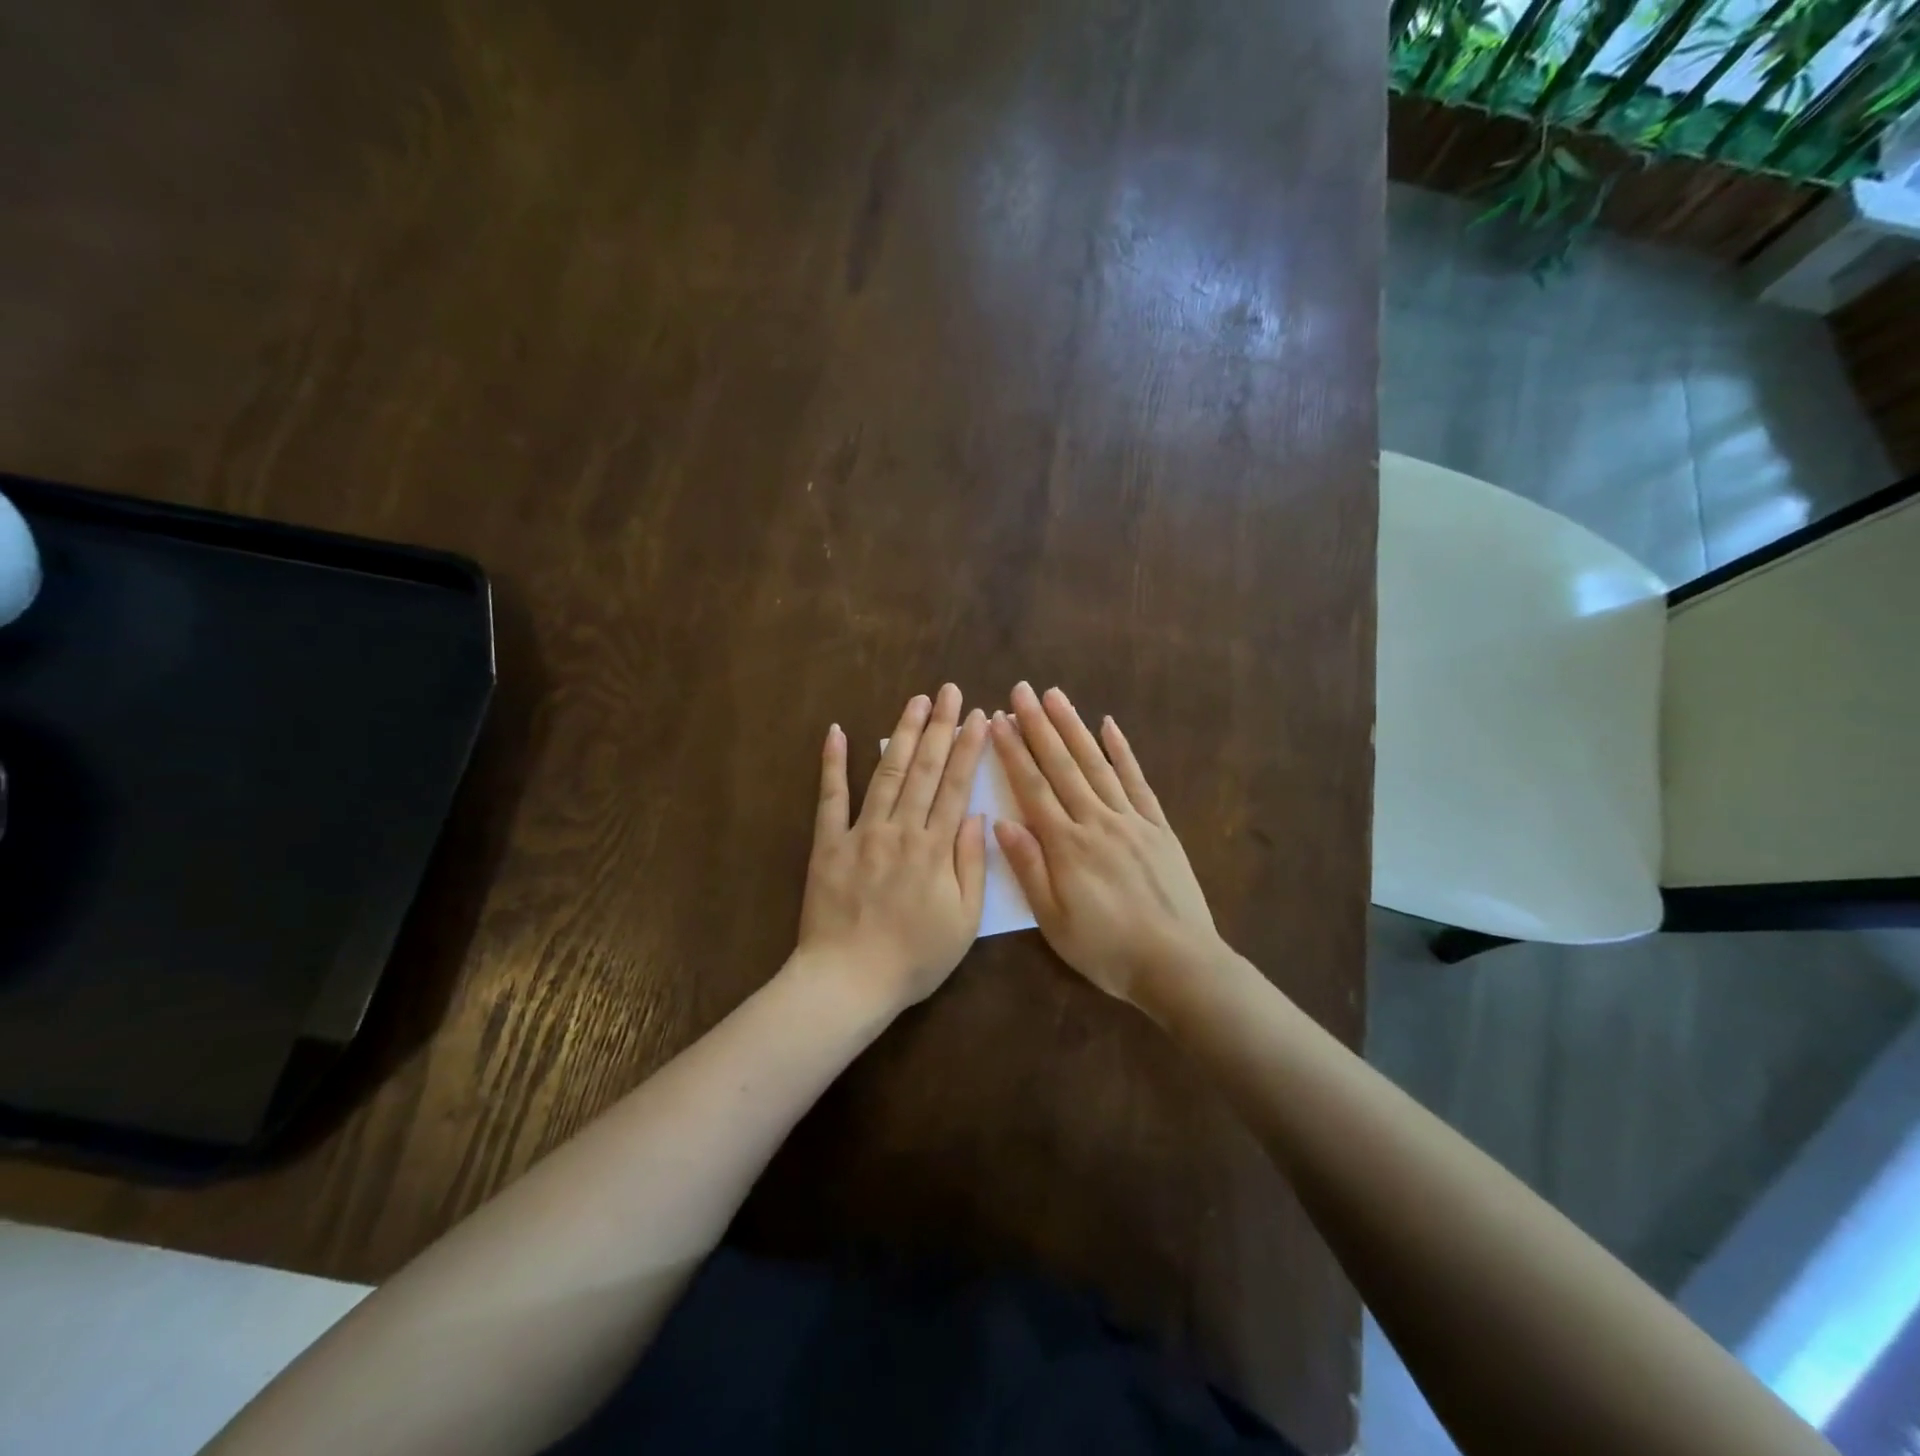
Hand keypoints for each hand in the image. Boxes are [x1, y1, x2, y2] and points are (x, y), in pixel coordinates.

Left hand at [796, 684, 988, 1014]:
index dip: (968, 748)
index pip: (955, 786)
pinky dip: (833, 764)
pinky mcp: (828, 843)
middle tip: (949, 691)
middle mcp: (900, 830)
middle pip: (923, 769)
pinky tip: (837, 732)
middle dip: (939, 727)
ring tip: (915, 701)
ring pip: (886, 773)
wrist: (848, 981)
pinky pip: (830, 798)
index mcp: (935, 849)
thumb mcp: (963, 922)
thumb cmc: (914, 958)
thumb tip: (976, 816)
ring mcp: (860, 832)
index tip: (978, 716)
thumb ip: (971, 865)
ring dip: (902, 734)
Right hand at [990, 682, 1225, 1005]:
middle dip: (1039, 726)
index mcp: (1066, 846)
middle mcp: (1096, 821)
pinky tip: (1109, 726)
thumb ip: (1029, 869)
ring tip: (1055, 696)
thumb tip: (1001, 822)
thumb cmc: (1107, 949)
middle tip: (1021, 690)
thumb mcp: (1054, 921)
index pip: (1032, 788)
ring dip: (1074, 727)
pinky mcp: (1158, 826)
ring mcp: (1131, 820)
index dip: (1013, 752)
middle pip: (1062, 766)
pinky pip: (1137, 781)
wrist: (1178, 964)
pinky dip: (1122, 751)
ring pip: (1096, 764)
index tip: (997, 721)